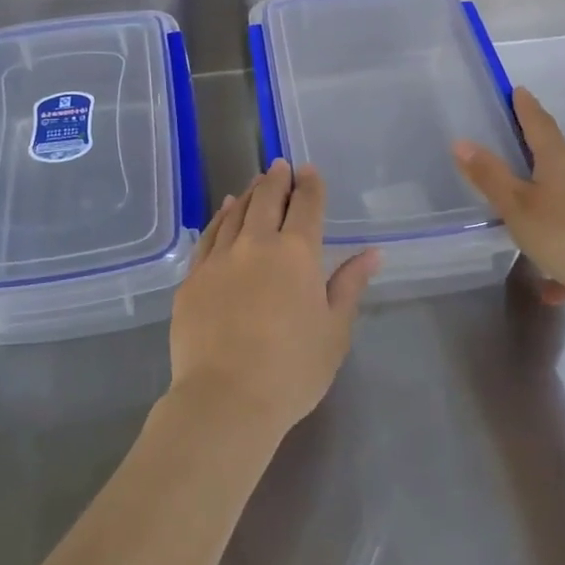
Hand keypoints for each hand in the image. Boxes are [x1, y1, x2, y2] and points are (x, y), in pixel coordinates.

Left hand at [168, 160, 379, 440]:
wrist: (226, 399)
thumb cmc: (292, 369)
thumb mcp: (335, 331)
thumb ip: (350, 286)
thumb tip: (372, 253)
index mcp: (297, 253)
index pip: (306, 206)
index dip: (310, 185)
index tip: (309, 170)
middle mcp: (256, 244)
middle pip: (266, 199)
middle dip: (276, 179)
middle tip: (280, 165)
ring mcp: (220, 258)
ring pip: (236, 213)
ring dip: (249, 193)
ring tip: (256, 182)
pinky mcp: (193, 278)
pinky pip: (209, 236)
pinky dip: (220, 217)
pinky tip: (225, 211)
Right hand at [455, 86, 564, 305]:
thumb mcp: (518, 208)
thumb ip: (490, 177)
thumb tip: (461, 141)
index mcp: (561, 163)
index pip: (540, 125)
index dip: (527, 108)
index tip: (518, 90)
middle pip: (558, 160)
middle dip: (536, 156)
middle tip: (513, 151)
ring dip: (547, 206)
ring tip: (524, 224)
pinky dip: (563, 252)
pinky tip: (551, 284)